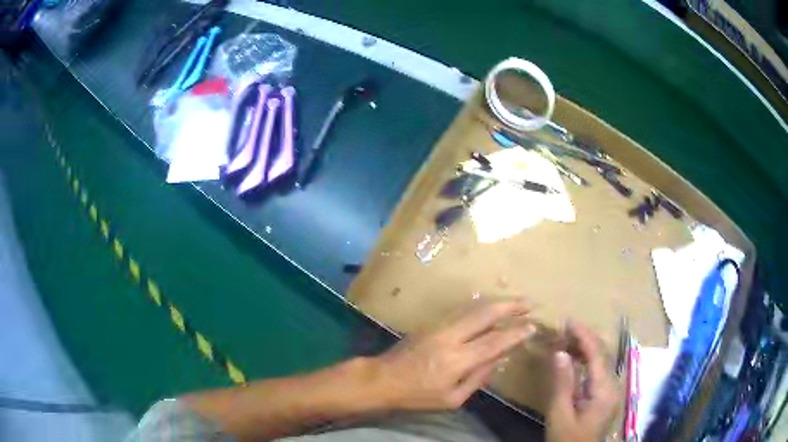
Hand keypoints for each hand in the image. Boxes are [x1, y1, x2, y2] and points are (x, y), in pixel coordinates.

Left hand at [369, 301, 533, 410]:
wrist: (383, 379)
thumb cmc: (418, 395)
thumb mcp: (451, 399)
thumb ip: (477, 379)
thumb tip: (498, 359)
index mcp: (457, 360)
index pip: (494, 342)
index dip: (515, 333)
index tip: (532, 326)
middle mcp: (450, 337)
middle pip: (485, 314)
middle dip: (510, 307)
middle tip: (529, 303)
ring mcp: (439, 326)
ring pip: (473, 307)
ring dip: (496, 303)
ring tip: (515, 302)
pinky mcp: (431, 323)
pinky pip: (461, 311)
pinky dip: (480, 306)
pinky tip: (490, 307)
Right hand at [546, 321, 619, 441]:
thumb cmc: (567, 439)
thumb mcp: (560, 414)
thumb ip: (562, 383)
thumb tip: (560, 352)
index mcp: (604, 389)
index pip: (597, 353)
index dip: (584, 335)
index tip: (568, 321)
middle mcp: (613, 385)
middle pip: (603, 354)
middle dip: (586, 338)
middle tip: (565, 328)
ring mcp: (611, 391)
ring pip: (602, 361)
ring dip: (586, 348)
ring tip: (567, 340)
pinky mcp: (606, 396)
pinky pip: (599, 371)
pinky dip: (588, 361)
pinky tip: (575, 360)